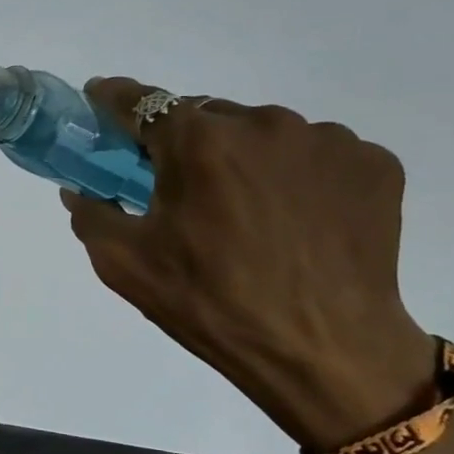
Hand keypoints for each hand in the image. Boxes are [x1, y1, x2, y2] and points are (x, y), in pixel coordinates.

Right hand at [62, 79, 435, 450]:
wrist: (325, 354)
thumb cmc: (211, 304)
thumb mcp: (123, 265)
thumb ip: (91, 214)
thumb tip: (80, 189)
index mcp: (198, 142)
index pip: (142, 101)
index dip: (114, 99)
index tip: (100, 101)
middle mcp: (264, 123)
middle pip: (205, 116)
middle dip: (184, 143)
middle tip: (179, 187)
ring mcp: (326, 140)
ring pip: (262, 132)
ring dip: (242, 157)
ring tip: (245, 211)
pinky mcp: (372, 164)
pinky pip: (313, 153)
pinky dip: (294, 173)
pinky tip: (294, 217)